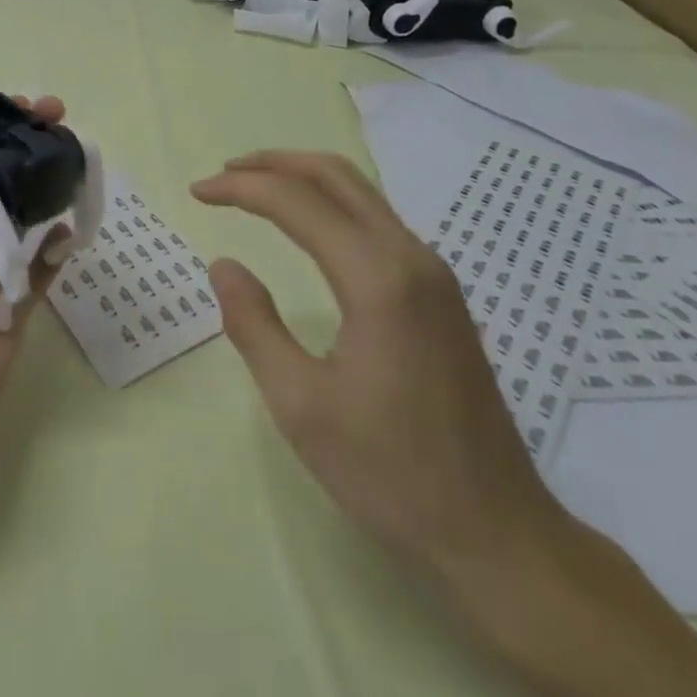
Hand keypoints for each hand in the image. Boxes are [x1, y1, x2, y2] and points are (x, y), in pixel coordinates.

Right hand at [193, 151, 568, 579]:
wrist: (498, 533)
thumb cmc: (392, 473)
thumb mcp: (301, 406)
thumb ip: (254, 325)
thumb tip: (224, 264)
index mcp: (378, 278)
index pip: (296, 202)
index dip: (240, 187)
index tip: (197, 192)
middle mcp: (411, 256)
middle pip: (336, 175)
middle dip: (274, 163)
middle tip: (224, 173)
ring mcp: (434, 272)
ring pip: (362, 193)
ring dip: (304, 179)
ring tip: (255, 190)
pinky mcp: (442, 293)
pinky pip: (378, 220)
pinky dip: (332, 204)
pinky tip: (309, 228)